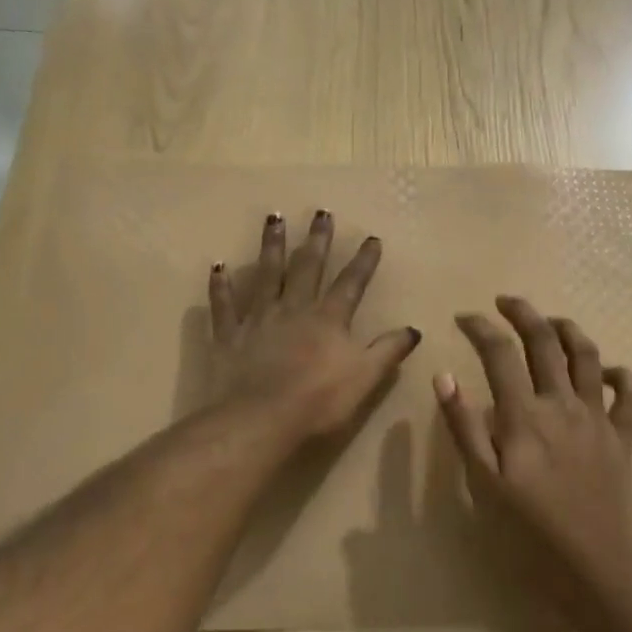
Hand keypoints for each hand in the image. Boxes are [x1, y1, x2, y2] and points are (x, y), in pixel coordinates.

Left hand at [209, 211, 421, 440]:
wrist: (261, 418)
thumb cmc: (319, 400)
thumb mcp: (366, 377)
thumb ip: (388, 351)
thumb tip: (413, 329)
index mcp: (328, 319)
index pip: (351, 283)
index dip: (364, 261)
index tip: (372, 238)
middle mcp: (294, 309)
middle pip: (308, 267)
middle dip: (317, 240)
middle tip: (321, 212)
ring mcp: (259, 319)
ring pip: (266, 274)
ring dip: (272, 245)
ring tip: (274, 218)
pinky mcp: (230, 335)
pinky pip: (225, 305)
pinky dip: (221, 285)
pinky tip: (218, 266)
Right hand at [436, 296, 631, 588]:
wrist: (595, 567)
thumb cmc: (529, 532)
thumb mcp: (483, 483)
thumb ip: (463, 427)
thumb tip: (445, 377)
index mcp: (524, 415)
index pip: (499, 353)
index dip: (480, 327)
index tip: (463, 317)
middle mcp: (563, 404)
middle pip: (545, 342)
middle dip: (523, 313)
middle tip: (505, 301)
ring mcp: (598, 418)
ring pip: (588, 356)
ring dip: (569, 330)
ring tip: (551, 322)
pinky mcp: (622, 437)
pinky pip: (629, 394)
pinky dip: (620, 374)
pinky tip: (608, 371)